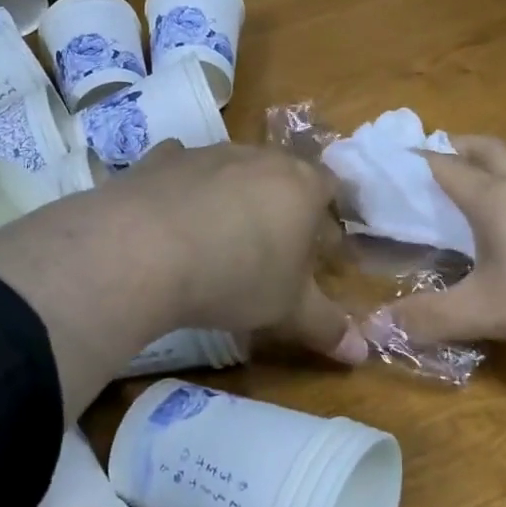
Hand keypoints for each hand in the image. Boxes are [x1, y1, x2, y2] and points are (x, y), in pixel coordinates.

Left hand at [115, 142, 365, 361]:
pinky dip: (185, 187)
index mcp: (301, 185)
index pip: (330, 190)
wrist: (144, 250)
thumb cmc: (236, 278)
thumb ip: (326, 327)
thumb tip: (361, 354)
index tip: (321, 252)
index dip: (328, 220)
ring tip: (222, 237)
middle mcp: (258, 157)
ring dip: (234, 196)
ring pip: (233, 169)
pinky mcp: (161, 158)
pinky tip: (175, 214)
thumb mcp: (288, 310)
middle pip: (282, 175)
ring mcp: (207, 152)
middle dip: (283, 206)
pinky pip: (182, 167)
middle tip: (274, 248)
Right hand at [377, 137, 505, 359]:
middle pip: (488, 151)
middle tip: (439, 150)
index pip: (446, 168)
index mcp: (495, 200)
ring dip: (504, 158)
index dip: (418, 160)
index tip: (394, 155)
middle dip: (460, 147)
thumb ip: (431, 318)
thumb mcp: (489, 312)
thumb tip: (372, 327)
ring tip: (490, 161)